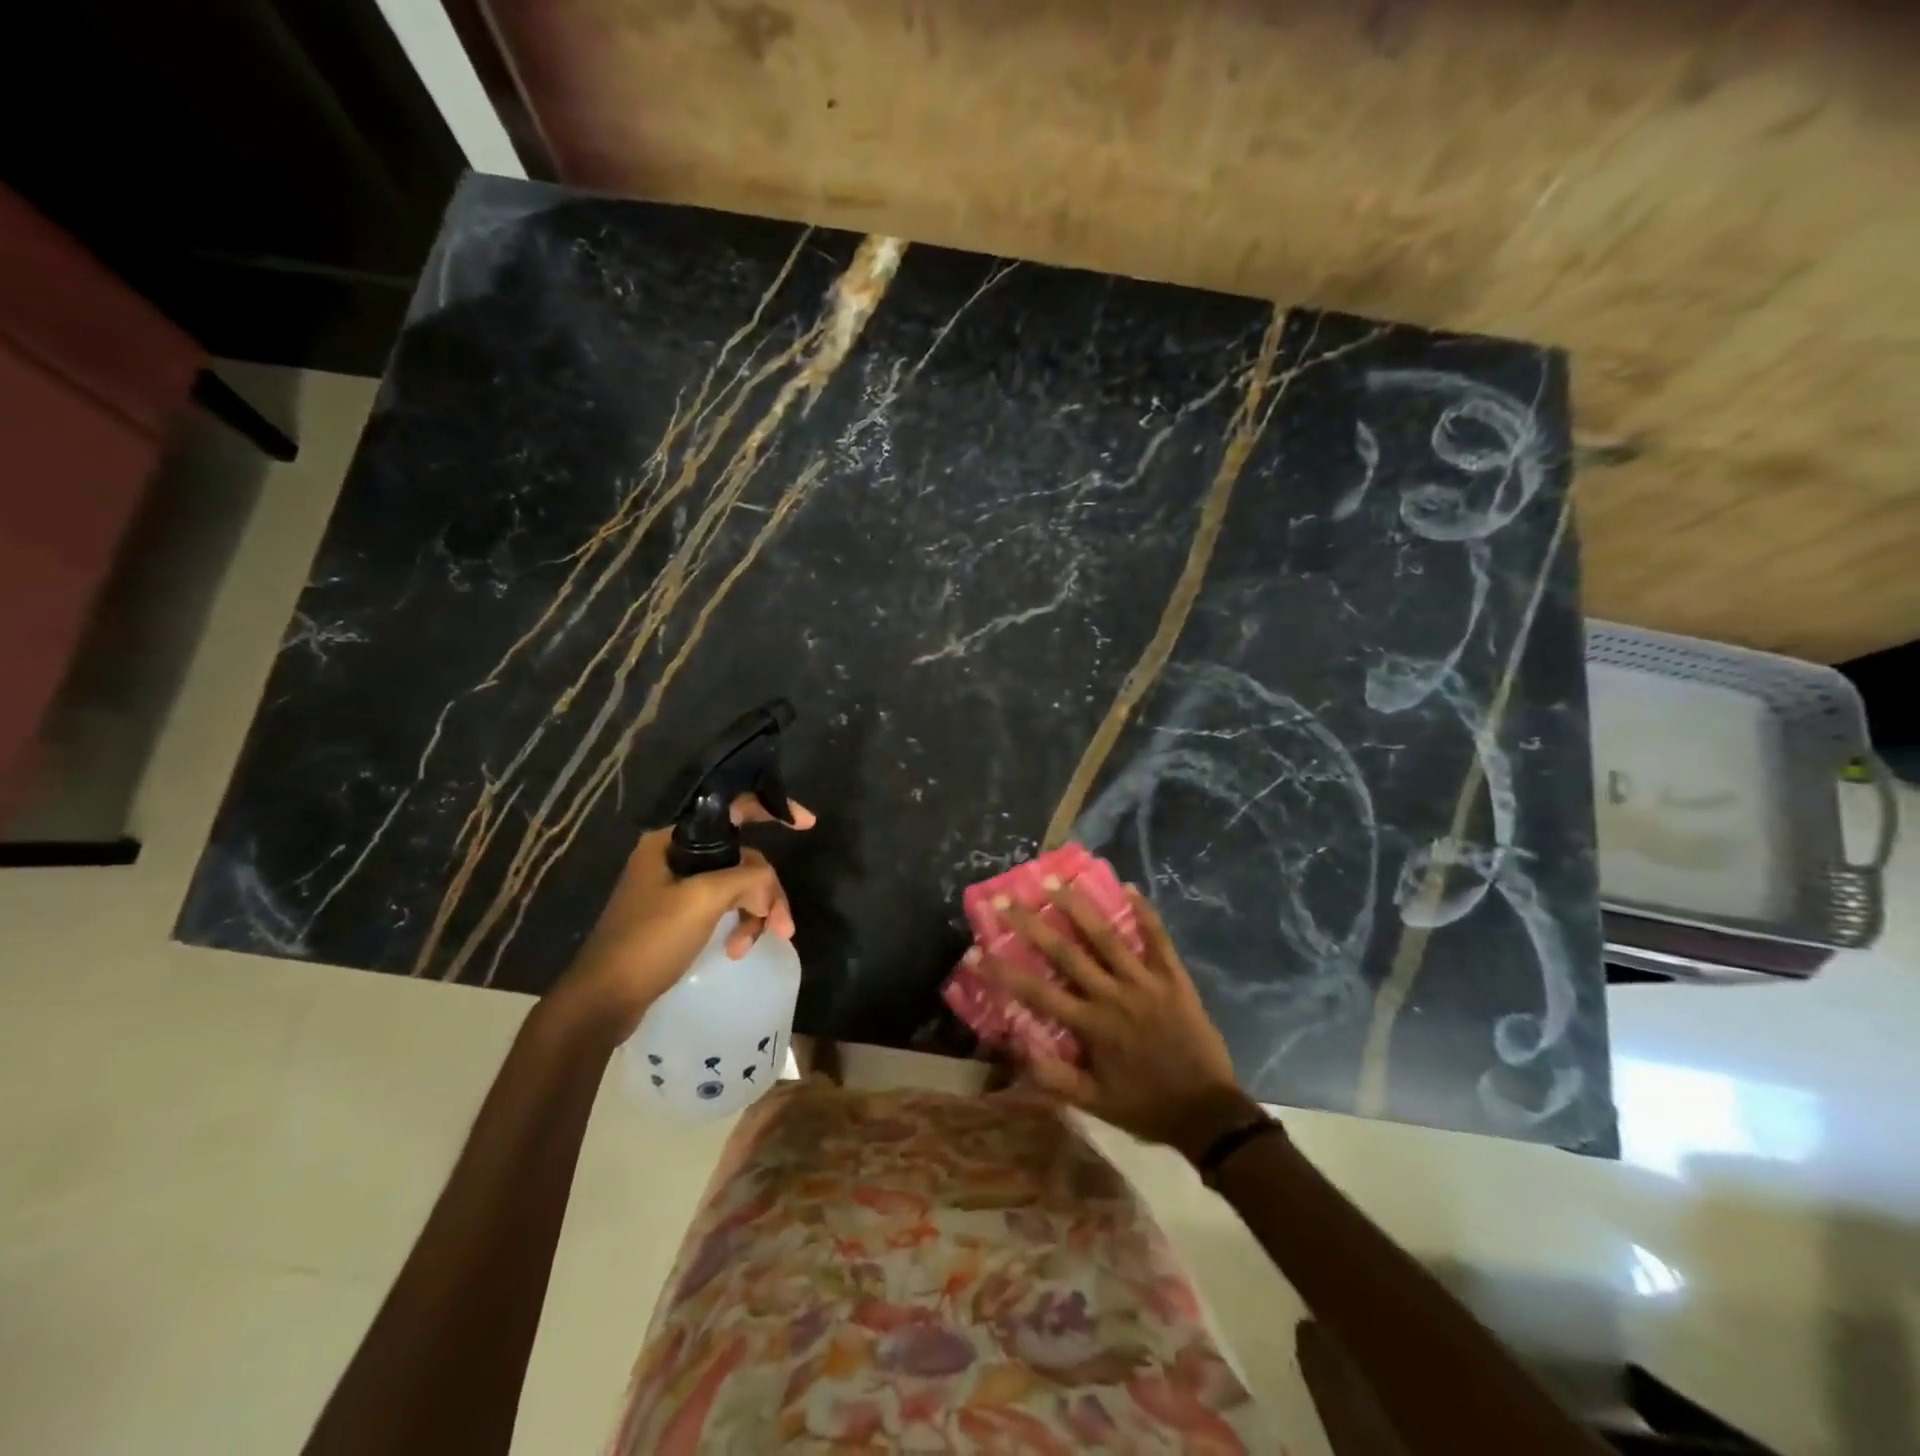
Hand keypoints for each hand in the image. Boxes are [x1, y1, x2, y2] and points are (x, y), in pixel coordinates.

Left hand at [555, 795, 814, 1036]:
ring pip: (737, 885)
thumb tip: (767, 889)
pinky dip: (738, 924)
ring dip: (753, 913)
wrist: (602, 1001)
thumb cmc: (648, 941)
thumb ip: (746, 879)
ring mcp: (676, 887)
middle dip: (766, 890)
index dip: (773, 810)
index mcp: (672, 840)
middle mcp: (674, 856)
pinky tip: (736, 949)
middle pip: (743, 858)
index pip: (734, 810)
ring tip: (750, 946)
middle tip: (782, 926)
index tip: (807, 824)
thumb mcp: (702, 901)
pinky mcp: (678, 916)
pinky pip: (724, 907)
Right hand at [979, 881, 1263, 1159]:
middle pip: (1066, 953)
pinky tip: (1131, 888)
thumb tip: (1016, 1048)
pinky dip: (1146, 913)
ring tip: (1057, 881)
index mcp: (1091, 1026)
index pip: (1037, 993)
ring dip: (1080, 907)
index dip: (1003, 972)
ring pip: (1108, 937)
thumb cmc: (1146, 1106)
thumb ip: (1055, 1077)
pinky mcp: (1175, 979)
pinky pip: (1159, 940)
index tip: (975, 952)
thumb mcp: (1095, 1103)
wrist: (1208, 1113)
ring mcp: (1146, 983)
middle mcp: (1113, 996)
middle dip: (1032, 924)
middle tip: (1007, 899)